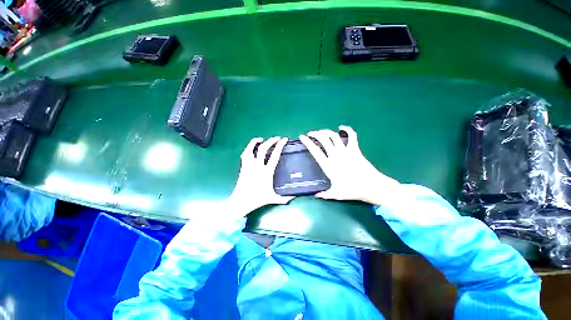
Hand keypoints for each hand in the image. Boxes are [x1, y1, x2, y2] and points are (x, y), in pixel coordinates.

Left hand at [229, 136, 293, 215]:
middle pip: (264, 149)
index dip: (280, 146)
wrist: (241, 201)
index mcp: (267, 172)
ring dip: (256, 142)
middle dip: (271, 141)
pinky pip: (245, 154)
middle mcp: (258, 166)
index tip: (284, 140)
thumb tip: (294, 197)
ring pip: (251, 149)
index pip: (275, 155)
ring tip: (262, 139)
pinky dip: (248, 148)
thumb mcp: (273, 198)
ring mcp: (249, 165)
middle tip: (277, 138)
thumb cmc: (257, 199)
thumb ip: (284, 198)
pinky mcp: (243, 167)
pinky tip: (252, 147)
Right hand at [299, 125, 400, 205]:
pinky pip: (351, 136)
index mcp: (329, 166)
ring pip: (334, 136)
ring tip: (322, 132)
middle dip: (316, 134)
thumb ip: (324, 194)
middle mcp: (336, 156)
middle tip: (311, 133)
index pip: (315, 151)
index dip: (307, 142)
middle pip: (324, 139)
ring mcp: (346, 151)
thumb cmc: (353, 190)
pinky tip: (341, 127)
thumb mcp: (336, 194)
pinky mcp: (355, 150)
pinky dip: (347, 129)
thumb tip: (315, 195)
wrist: (371, 186)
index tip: (302, 137)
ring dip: (326, 131)